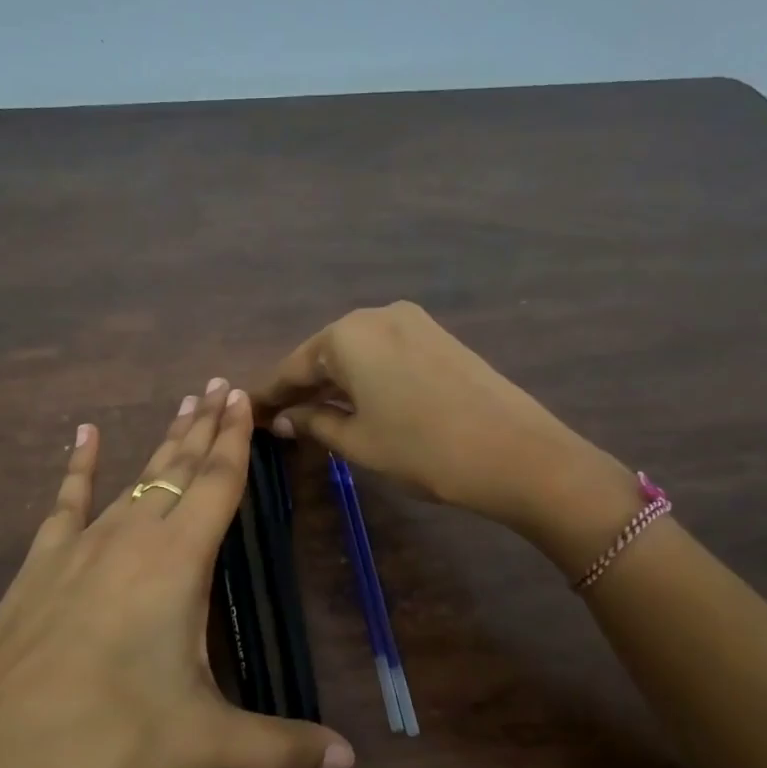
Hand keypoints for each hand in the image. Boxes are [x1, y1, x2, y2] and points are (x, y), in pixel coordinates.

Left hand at [0, 380, 353, 767]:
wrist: (0, 757)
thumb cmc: (113, 739)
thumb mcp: (206, 742)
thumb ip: (280, 745)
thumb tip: (349, 760)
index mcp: (178, 563)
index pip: (217, 484)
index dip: (234, 439)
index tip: (242, 397)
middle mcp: (132, 537)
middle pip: (177, 467)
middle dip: (203, 426)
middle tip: (218, 385)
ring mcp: (80, 546)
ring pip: (133, 478)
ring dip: (161, 444)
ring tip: (181, 407)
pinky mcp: (40, 564)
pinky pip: (65, 502)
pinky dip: (79, 465)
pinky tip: (84, 434)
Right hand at [250, 303, 636, 543]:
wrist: (515, 452)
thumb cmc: (422, 449)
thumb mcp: (357, 441)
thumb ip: (314, 423)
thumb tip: (286, 418)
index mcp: (347, 334)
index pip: (293, 366)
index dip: (270, 395)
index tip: (250, 415)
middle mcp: (376, 314)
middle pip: (324, 353)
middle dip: (303, 387)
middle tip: (282, 419)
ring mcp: (413, 321)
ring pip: (357, 352)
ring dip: (335, 382)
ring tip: (317, 415)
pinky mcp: (439, 335)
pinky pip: (386, 353)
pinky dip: (366, 376)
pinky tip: (360, 401)